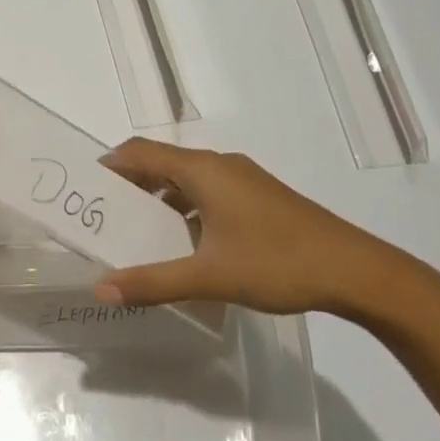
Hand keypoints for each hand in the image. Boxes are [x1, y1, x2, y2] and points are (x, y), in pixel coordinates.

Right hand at [95, 139, 404, 318]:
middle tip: (103, 218)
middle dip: (129, 187)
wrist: (354, 269)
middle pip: (161, 164)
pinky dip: (185, 210)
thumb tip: (101, 288)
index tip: (85, 190)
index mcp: (203, 170)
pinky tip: (184, 246)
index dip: (109, 165)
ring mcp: (242, 180)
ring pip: (186, 181)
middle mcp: (219, 165)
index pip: (140, 152)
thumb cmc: (277, 262)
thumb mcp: (209, 275)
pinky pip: (208, 193)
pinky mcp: (258, 197)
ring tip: (136, 234)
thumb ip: (153, 282)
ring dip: (158, 201)